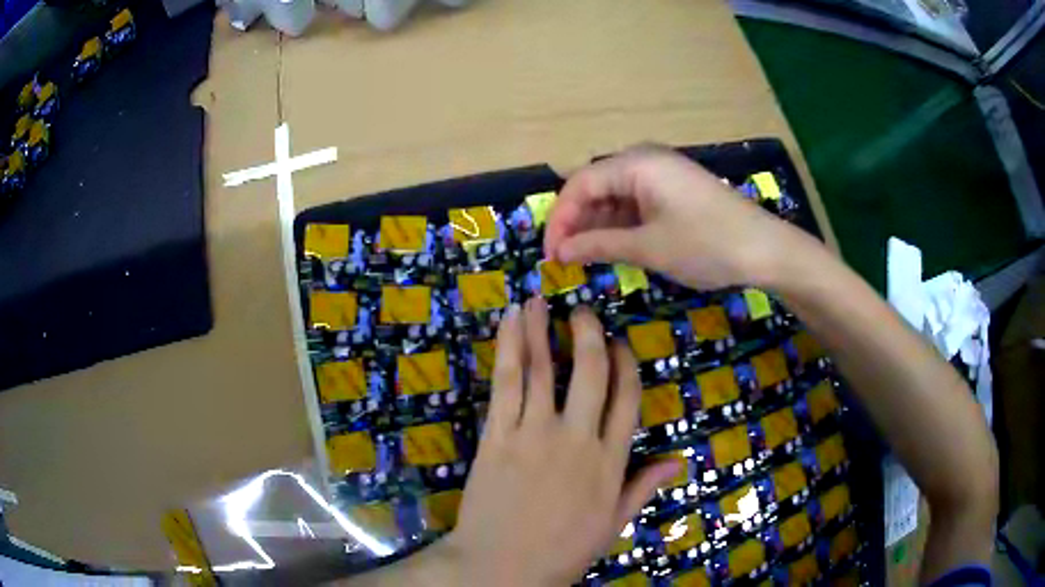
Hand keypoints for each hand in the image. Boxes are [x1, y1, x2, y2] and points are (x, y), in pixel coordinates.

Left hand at [443, 299, 678, 585]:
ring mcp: (533, 433)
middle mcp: (576, 438)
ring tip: (540, 299)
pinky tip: (511, 323)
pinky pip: (506, 383)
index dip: (626, 364)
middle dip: (588, 334)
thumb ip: (642, 488)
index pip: (626, 399)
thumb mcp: (612, 525)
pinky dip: (509, 348)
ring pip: (543, 369)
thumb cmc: (560, 551)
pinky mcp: (498, 435)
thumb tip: (678, 461)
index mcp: (609, 462)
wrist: (500, 567)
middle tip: (583, 311)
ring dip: (542, 329)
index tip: (620, 343)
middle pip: (590, 372)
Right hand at [544, 146, 814, 289]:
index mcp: (635, 163)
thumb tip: (560, 251)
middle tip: (566, 260)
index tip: (551, 255)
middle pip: (595, 186)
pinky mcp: (675, 190)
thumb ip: (599, 244)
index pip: (579, 185)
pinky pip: (636, 202)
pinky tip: (614, 247)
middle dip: (576, 222)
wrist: (765, 250)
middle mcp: (645, 160)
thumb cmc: (706, 244)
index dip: (559, 220)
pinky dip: (621, 225)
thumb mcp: (648, 247)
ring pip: (615, 196)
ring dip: (597, 225)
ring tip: (586, 258)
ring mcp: (662, 174)